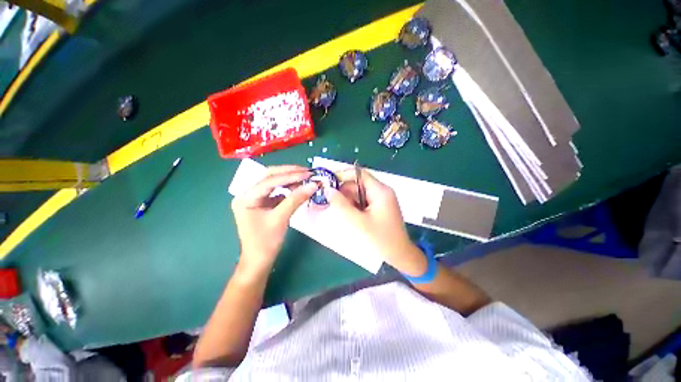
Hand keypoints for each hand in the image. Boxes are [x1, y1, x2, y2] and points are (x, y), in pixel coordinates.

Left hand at [231, 165, 316, 273]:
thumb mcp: (281, 219)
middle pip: (270, 176)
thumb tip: (313, 185)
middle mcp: (248, 194)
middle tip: (307, 171)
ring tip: (306, 177)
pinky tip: (299, 187)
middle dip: (289, 172)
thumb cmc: (266, 242)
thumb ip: (296, 199)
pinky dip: (288, 188)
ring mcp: (255, 198)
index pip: (270, 180)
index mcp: (246, 197)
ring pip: (274, 182)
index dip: (290, 176)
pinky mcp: (263, 203)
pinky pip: (276, 191)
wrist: (259, 260)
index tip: (308, 174)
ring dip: (290, 179)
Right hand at [323, 169, 426, 275]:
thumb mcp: (357, 222)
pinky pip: (363, 203)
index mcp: (380, 191)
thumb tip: (328, 190)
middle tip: (332, 204)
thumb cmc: (380, 239)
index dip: (343, 175)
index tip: (328, 183)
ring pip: (359, 195)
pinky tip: (350, 218)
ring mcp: (381, 201)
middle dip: (344, 193)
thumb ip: (341, 204)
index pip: (359, 174)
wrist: (399, 256)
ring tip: (342, 214)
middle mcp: (381, 192)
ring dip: (348, 202)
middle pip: (358, 185)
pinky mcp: (379, 209)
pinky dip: (354, 208)